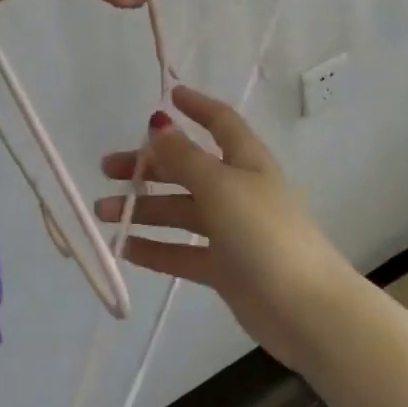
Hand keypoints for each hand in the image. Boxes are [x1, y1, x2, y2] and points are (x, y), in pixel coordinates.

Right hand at [94, 86, 356, 370]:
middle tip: (107, 169)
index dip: (196, 107)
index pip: (220, 122)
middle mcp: (238, 189)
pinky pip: (183, 252)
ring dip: (144, 209)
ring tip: (102, 213)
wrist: (305, 309)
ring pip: (181, 212)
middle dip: (150, 166)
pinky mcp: (225, 268)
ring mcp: (232, 230)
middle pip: (189, 168)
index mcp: (246, 160)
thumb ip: (185, 158)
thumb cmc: (264, 233)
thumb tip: (159, 123)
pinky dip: (156, 248)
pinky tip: (125, 249)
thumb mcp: (221, 186)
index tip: (167, 96)